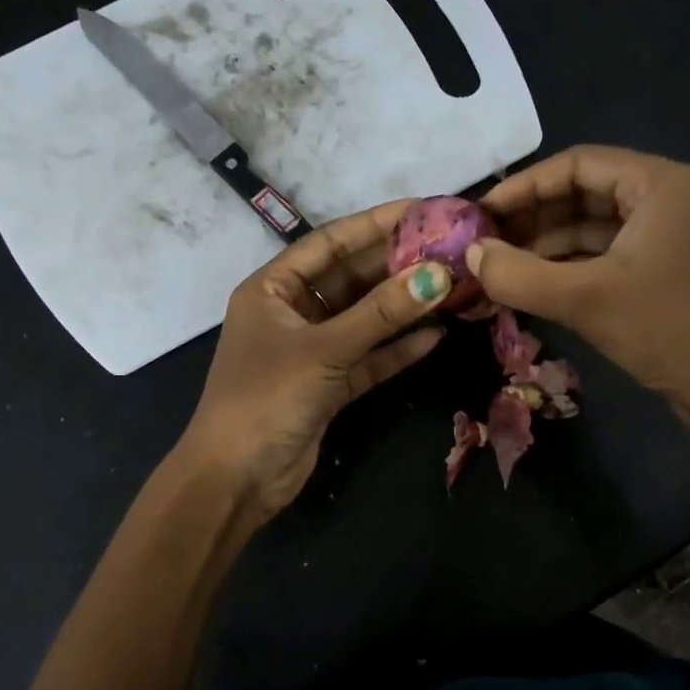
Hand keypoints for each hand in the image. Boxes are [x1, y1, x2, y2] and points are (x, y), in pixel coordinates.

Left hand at [180, 201, 451, 519]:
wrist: (237, 479)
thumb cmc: (267, 398)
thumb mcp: (324, 350)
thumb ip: (381, 314)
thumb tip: (439, 276)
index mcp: (273, 289)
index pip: (330, 243)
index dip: (376, 225)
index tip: (424, 210)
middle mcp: (292, 312)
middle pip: (351, 279)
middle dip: (397, 266)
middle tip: (449, 250)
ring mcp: (311, 350)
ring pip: (364, 319)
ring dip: (403, 307)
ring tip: (452, 287)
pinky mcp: (328, 385)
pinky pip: (367, 357)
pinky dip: (396, 349)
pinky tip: (435, 335)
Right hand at [469, 145, 689, 432]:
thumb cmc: (670, 330)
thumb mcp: (586, 299)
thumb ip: (519, 275)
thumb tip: (469, 255)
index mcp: (658, 184)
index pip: (576, 163)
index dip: (524, 186)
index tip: (480, 214)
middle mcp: (664, 200)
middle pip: (582, 193)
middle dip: (532, 218)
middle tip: (484, 245)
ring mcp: (664, 239)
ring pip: (590, 229)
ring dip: (545, 247)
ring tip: (499, 270)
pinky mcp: (660, 274)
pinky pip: (603, 258)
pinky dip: (566, 270)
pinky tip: (532, 289)